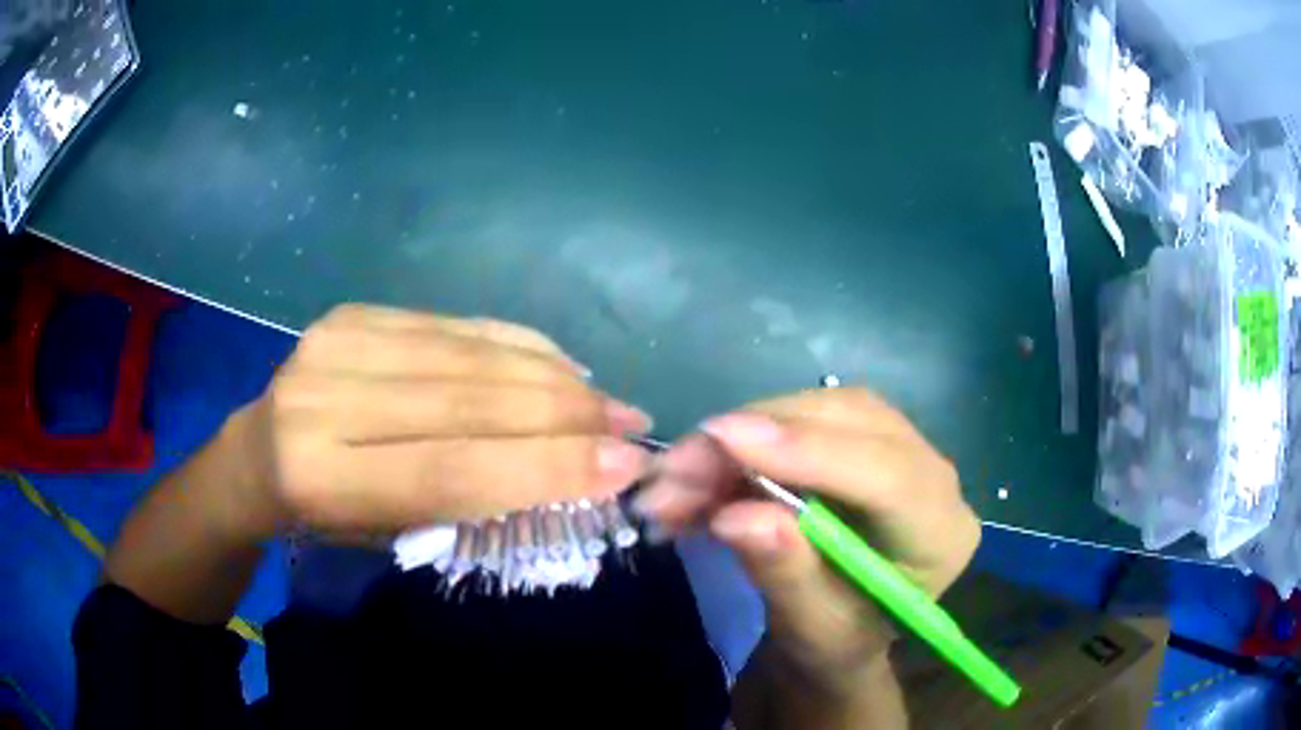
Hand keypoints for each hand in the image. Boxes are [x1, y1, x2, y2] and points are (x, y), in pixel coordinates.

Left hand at [223, 305, 651, 537]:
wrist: (257, 454)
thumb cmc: (324, 516)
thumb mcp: (385, 534)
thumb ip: (463, 500)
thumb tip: (565, 469)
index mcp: (321, 477)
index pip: (450, 469)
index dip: (544, 467)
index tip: (623, 465)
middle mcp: (322, 399)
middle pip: (466, 401)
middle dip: (564, 414)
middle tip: (630, 425)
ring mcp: (335, 342)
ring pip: (468, 354)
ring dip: (551, 375)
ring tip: (605, 399)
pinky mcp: (353, 313)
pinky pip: (453, 323)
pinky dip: (515, 343)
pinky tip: (557, 363)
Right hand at [634, 387, 979, 691]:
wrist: (840, 634)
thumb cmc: (835, 643)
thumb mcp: (811, 629)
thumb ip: (784, 574)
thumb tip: (735, 516)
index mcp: (941, 533)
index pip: (889, 474)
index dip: (807, 452)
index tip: (722, 438)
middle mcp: (932, 475)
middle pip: (851, 422)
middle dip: (757, 436)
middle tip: (676, 467)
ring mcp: (899, 449)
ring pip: (820, 410)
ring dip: (742, 435)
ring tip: (675, 477)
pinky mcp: (861, 440)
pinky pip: (800, 420)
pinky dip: (742, 443)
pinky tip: (697, 475)